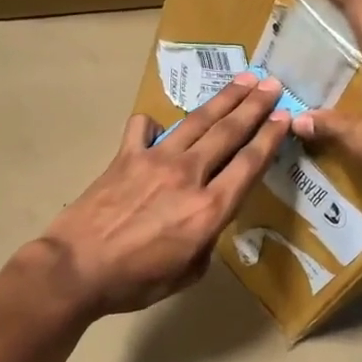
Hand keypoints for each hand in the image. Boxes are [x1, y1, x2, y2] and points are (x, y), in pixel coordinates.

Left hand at [34, 71, 290, 316]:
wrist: (76, 268)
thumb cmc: (134, 281)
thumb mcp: (186, 274)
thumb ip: (205, 243)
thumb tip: (205, 222)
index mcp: (208, 209)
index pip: (249, 164)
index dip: (270, 138)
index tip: (285, 118)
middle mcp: (188, 175)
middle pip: (228, 132)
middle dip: (254, 106)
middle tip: (271, 85)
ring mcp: (154, 160)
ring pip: (196, 122)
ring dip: (222, 99)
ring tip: (242, 80)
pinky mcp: (124, 157)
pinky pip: (142, 129)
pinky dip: (152, 124)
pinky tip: (157, 123)